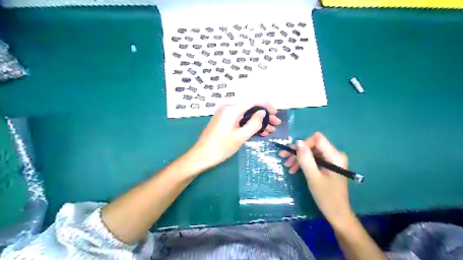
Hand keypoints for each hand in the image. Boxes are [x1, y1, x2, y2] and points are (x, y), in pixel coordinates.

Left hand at [190, 103, 280, 171]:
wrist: (201, 156)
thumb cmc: (221, 147)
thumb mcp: (240, 136)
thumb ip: (254, 123)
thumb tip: (262, 112)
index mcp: (232, 109)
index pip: (253, 101)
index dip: (266, 106)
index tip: (276, 114)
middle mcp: (228, 108)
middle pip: (250, 108)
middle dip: (264, 116)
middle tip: (276, 125)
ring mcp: (225, 115)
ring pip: (246, 115)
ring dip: (258, 122)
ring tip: (270, 130)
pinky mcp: (224, 122)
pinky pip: (240, 120)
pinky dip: (249, 125)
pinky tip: (259, 132)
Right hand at [278, 132, 350, 227]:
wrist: (338, 214)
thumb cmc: (326, 197)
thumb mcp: (313, 177)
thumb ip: (306, 159)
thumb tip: (298, 142)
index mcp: (335, 156)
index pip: (317, 139)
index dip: (303, 144)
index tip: (291, 153)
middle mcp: (335, 154)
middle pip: (313, 145)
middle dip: (298, 151)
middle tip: (283, 157)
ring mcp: (332, 160)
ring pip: (311, 152)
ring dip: (299, 158)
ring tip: (287, 166)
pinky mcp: (328, 166)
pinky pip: (314, 159)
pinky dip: (304, 163)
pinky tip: (294, 169)